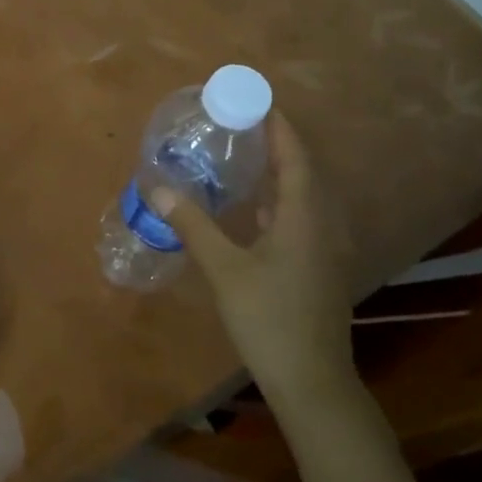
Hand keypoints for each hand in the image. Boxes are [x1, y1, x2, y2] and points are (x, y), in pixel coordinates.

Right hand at [155, 113, 361, 404]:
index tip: (257, 100)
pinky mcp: (318, 269)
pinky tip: (256, 210)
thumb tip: (157, 186)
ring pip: (304, 198)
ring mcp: (324, 250)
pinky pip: (301, 219)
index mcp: (304, 216)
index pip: (295, 156)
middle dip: (278, 145)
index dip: (279, 126)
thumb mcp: (224, 268)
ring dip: (281, 174)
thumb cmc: (269, 318)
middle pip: (304, 172)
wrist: (311, 381)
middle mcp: (321, 225)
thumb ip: (192, 224)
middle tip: (244, 125)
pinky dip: (280, 203)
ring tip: (248, 157)